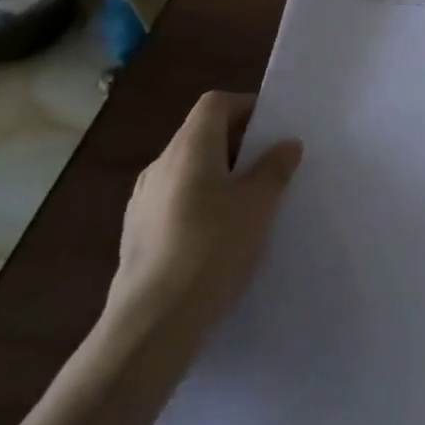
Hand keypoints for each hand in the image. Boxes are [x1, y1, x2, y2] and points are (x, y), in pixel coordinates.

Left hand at [106, 91, 302, 337]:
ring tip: (248, 202)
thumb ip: (274, 168)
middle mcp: (160, 164)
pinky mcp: (137, 232)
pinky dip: (199, 201)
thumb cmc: (213, 249)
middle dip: (237, 143)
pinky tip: (218, 235)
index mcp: (190, 147)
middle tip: (269, 166)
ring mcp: (143, 199)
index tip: (273, 128)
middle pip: (201, 134)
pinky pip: (175, 199)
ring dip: (218, 174)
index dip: (246, 106)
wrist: (152, 322)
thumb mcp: (259, 205)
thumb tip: (287, 143)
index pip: (216, 103)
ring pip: (188, 169)